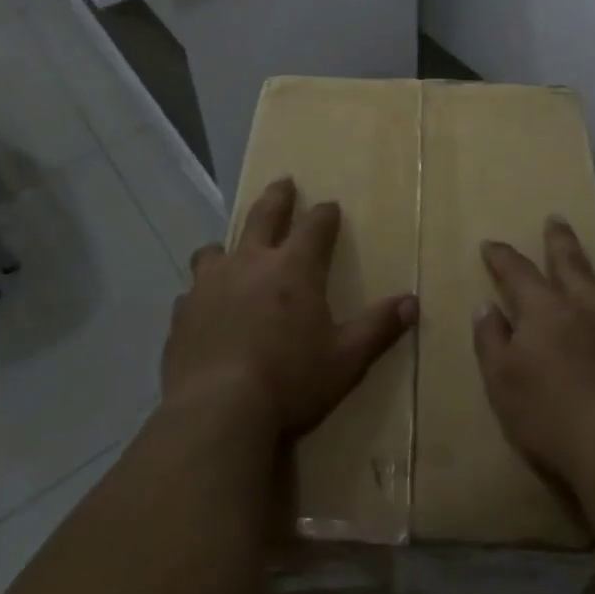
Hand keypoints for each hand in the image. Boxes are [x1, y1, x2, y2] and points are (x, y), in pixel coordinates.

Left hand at [166, 177, 417, 441]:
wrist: (217, 411)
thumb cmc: (291, 381)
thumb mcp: (346, 358)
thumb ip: (378, 328)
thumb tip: (412, 302)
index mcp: (293, 268)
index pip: (315, 226)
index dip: (325, 214)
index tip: (330, 206)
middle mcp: (250, 263)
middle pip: (264, 216)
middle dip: (278, 197)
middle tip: (283, 182)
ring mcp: (211, 285)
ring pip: (215, 249)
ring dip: (227, 246)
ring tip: (230, 251)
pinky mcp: (182, 314)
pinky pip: (191, 293)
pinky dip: (202, 294)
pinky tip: (204, 309)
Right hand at [474, 218, 594, 490]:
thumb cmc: (551, 416)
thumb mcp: (502, 381)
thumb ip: (492, 340)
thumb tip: (487, 306)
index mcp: (545, 310)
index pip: (518, 271)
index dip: (502, 257)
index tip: (491, 244)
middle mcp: (587, 308)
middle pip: (572, 264)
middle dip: (560, 241)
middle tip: (557, 220)